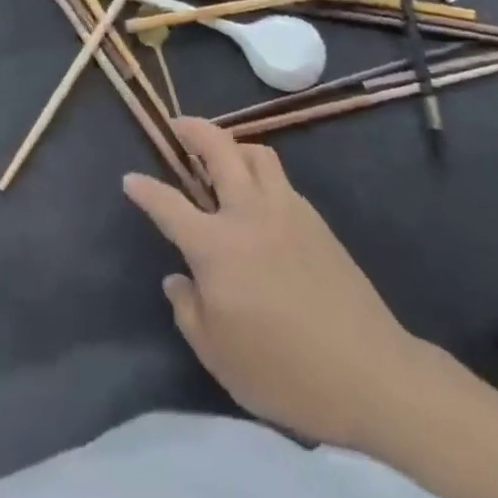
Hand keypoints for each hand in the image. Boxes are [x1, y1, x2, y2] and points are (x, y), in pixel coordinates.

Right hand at [123, 118, 429, 454]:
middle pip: (218, 148)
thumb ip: (189, 310)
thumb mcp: (219, 356)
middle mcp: (248, 212)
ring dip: (231, 143)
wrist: (367, 370)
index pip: (169, 205)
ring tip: (221, 154)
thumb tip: (178, 277)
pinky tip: (258, 197)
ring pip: (255, 151)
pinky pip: (279, 177)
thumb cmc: (283, 371)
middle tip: (177, 127)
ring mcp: (286, 208)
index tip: (130, 177)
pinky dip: (259, 170)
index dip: (145, 189)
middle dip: (192, 129)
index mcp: (217, 246)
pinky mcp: (314, 218)